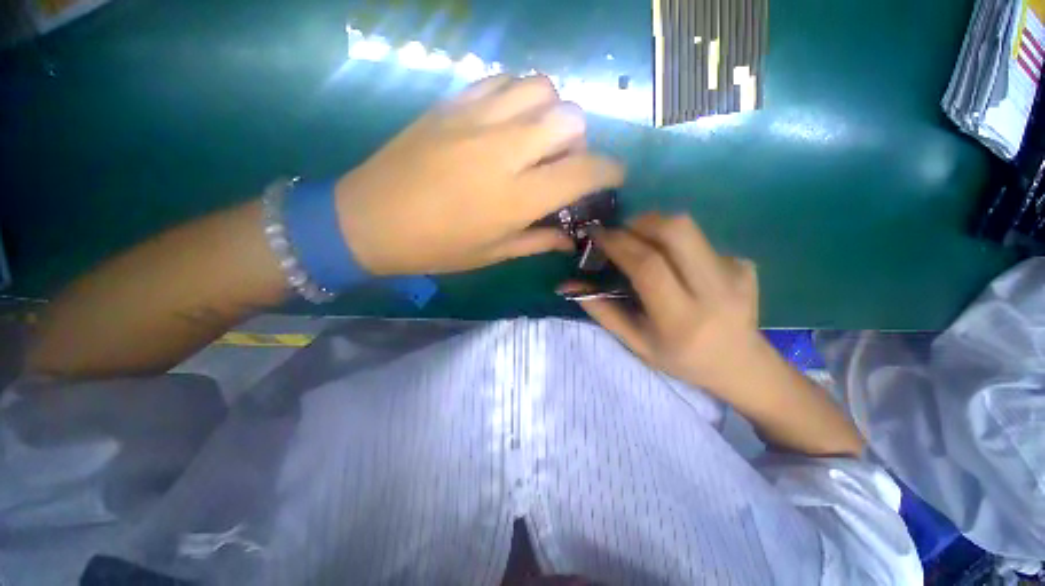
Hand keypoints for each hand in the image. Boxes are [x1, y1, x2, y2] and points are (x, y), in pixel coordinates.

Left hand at [334, 74, 624, 275]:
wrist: (369, 220)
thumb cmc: (436, 247)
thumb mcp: (493, 254)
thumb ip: (538, 241)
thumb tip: (570, 238)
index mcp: (517, 197)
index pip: (584, 171)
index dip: (610, 171)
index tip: (614, 177)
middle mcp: (505, 151)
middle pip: (570, 119)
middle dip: (579, 141)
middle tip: (563, 162)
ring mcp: (477, 119)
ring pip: (541, 88)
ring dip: (551, 112)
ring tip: (536, 137)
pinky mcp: (452, 103)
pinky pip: (503, 81)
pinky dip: (518, 96)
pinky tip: (507, 120)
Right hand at [565, 213, 765, 393]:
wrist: (741, 365)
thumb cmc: (680, 359)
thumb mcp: (635, 342)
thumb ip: (601, 311)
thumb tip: (567, 285)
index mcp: (682, 319)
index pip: (648, 266)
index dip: (619, 244)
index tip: (598, 234)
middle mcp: (714, 291)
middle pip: (676, 231)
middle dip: (639, 222)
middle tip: (620, 232)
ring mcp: (736, 273)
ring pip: (689, 228)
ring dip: (655, 228)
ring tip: (641, 244)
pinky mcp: (744, 263)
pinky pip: (699, 241)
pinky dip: (676, 245)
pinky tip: (677, 266)